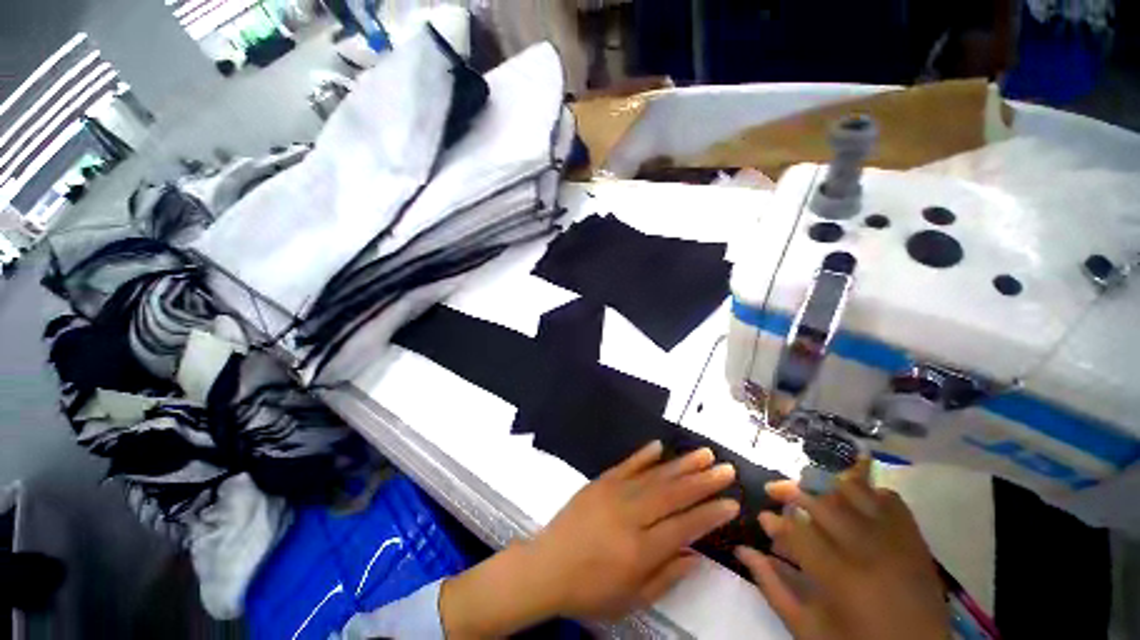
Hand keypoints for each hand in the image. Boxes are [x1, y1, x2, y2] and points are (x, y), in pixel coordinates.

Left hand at [440, 441, 739, 637]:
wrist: (546, 567)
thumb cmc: (590, 590)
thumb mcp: (632, 599)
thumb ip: (666, 576)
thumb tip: (695, 554)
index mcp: (640, 549)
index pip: (684, 526)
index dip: (709, 513)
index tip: (731, 501)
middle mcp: (630, 515)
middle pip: (672, 494)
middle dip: (702, 481)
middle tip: (725, 468)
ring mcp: (612, 493)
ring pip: (653, 475)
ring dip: (680, 464)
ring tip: (703, 454)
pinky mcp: (599, 482)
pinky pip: (625, 465)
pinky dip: (643, 455)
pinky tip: (659, 445)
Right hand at [735, 458, 949, 639]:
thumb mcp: (808, 628)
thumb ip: (772, 586)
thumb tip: (742, 550)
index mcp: (840, 577)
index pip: (796, 529)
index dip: (774, 520)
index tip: (763, 519)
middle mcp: (868, 550)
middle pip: (821, 501)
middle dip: (791, 490)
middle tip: (775, 492)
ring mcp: (896, 541)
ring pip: (854, 490)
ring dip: (826, 486)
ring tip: (812, 491)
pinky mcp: (915, 539)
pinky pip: (889, 498)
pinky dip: (867, 491)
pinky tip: (852, 500)